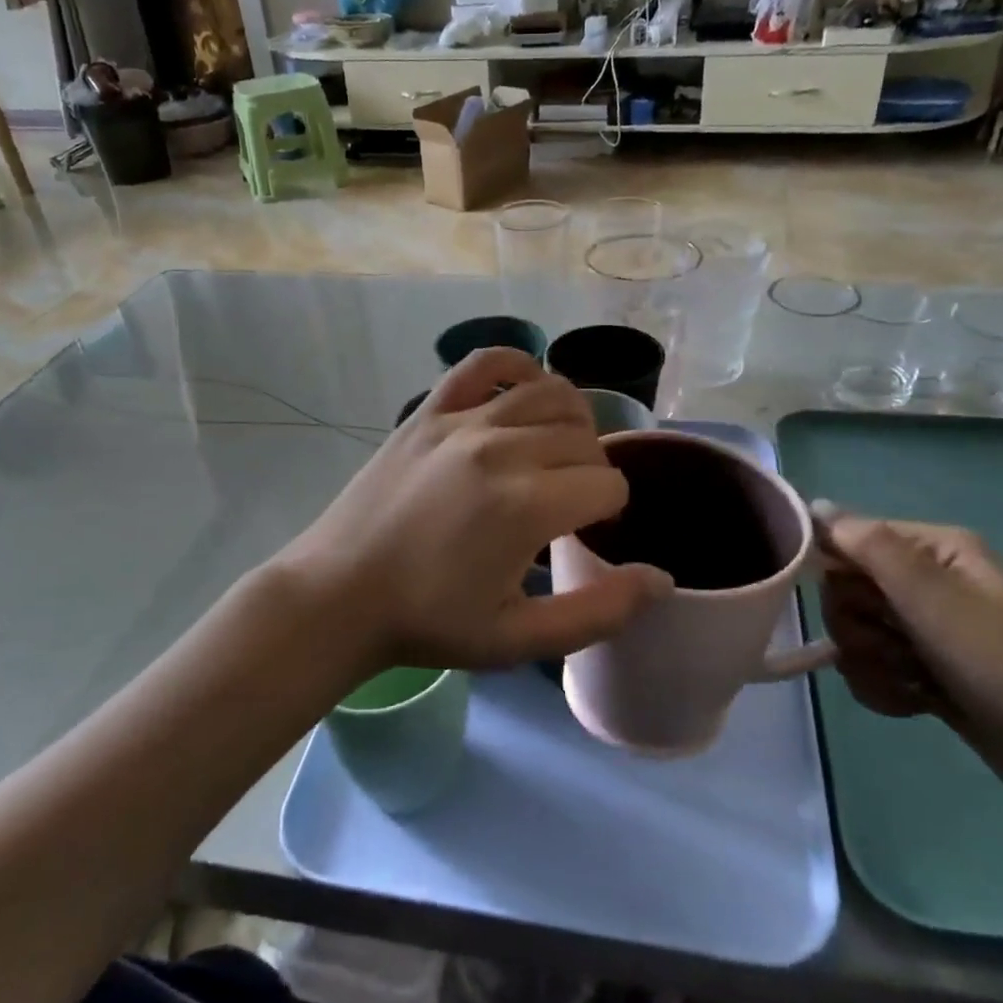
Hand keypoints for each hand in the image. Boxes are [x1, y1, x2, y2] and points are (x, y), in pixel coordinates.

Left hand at [276, 349, 668, 674]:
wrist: (340, 595)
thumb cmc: (430, 622)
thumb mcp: (519, 639)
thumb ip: (598, 611)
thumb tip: (662, 579)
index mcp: (528, 505)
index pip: (608, 484)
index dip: (609, 511)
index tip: (586, 532)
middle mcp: (501, 448)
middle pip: (585, 438)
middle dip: (592, 470)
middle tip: (570, 503)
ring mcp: (461, 421)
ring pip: (550, 393)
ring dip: (571, 420)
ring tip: (558, 451)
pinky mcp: (429, 410)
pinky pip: (484, 363)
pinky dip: (517, 366)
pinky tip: (523, 390)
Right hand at [816, 507, 1002, 833]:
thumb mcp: (935, 599)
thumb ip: (870, 546)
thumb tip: (813, 505)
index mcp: (933, 548)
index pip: (847, 538)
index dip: (837, 571)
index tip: (860, 606)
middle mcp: (924, 580)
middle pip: (844, 589)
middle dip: (858, 626)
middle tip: (897, 647)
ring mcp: (924, 628)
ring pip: (853, 633)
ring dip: (870, 663)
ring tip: (913, 682)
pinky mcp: (923, 671)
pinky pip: (870, 669)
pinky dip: (884, 688)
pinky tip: (915, 703)